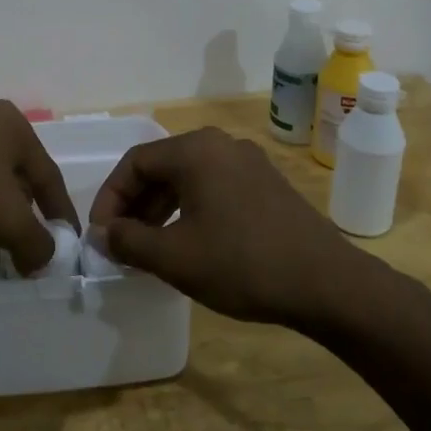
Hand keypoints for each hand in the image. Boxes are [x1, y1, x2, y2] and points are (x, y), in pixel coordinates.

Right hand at [89, 128, 357, 324]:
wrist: (329, 285)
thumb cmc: (242, 264)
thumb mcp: (175, 257)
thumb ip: (128, 240)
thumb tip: (103, 233)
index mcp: (195, 150)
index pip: (135, 163)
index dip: (110, 198)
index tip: (101, 235)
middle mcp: (221, 145)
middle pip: (161, 167)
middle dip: (134, 205)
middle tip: (120, 242)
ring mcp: (248, 163)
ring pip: (188, 179)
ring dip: (160, 209)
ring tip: (147, 246)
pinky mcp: (267, 186)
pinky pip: (213, 188)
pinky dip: (190, 210)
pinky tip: (187, 243)